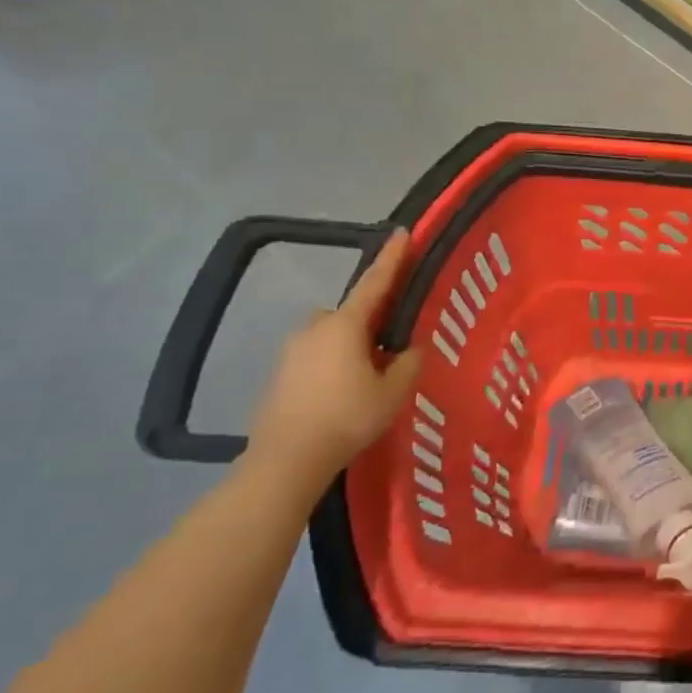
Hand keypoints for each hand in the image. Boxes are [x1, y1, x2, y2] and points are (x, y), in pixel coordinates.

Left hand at [248, 229, 422, 481]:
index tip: (401, 233)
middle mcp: (316, 328)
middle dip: (371, 319)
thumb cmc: (347, 417)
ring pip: (332, 335)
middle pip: (351, 312)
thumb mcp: (394, 390)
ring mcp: (293, 351)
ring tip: (370, 373)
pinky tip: (345, 391)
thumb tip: (410, 348)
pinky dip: (334, 363)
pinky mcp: (281, 374)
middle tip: (393, 340)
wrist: (286, 460)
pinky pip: (317, 355)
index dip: (392, 258)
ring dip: (351, 344)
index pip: (375, 282)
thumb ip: (407, 362)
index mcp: (346, 324)